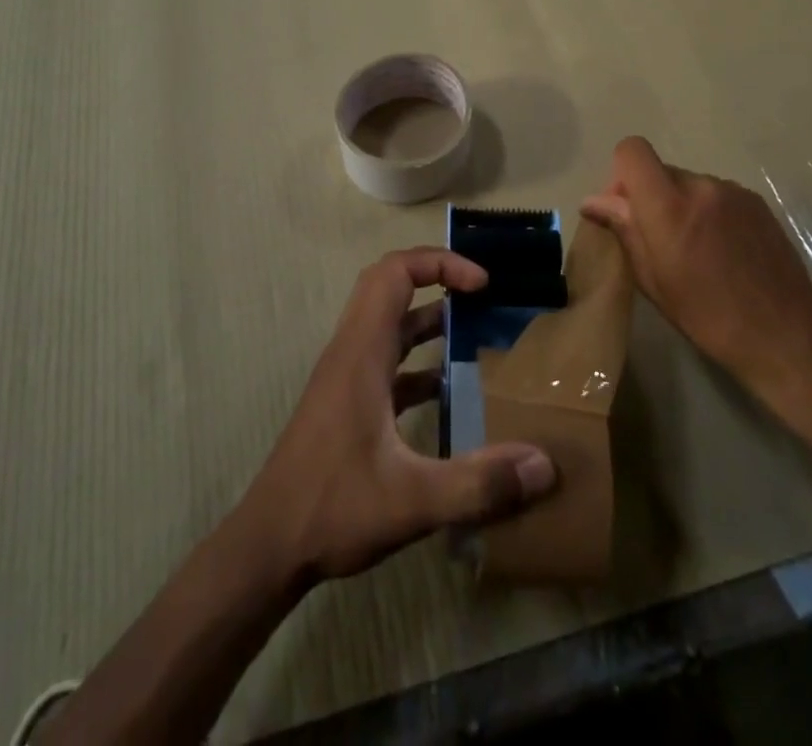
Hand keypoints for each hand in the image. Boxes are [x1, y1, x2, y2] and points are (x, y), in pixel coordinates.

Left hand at [238, 247, 557, 583]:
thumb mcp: (412, 501)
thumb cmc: (332, 508)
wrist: (267, 547)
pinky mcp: (347, 403)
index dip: (439, 263)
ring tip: (476, 335)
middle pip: (389, 287)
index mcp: (362, 352)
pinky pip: (388, 361)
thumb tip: (544, 464)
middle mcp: (352, 352)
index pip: (394, 273)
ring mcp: (347, 377)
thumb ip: (479, 483)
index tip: (481, 284)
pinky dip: (419, 362)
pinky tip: (449, 394)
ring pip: (389, 324)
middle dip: (436, 278)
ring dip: (429, 320)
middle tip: (481, 296)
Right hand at [581, 137, 811, 404]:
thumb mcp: (653, 280)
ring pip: (688, 183)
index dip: (620, 174)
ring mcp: (733, 191)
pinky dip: (707, 212)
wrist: (786, 337)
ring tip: (695, 250)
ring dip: (680, 205)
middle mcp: (701, 186)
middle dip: (649, 196)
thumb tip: (594, 201)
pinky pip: (715, 194)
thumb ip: (624, 230)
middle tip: (656, 241)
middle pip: (660, 170)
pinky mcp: (756, 202)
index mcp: (669, 206)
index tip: (625, 210)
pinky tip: (720, 250)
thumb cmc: (709, 317)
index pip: (632, 151)